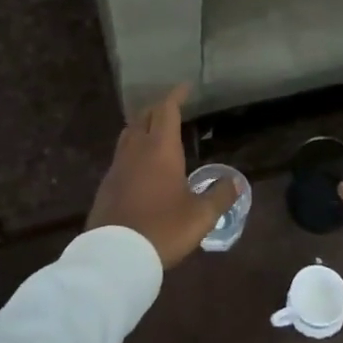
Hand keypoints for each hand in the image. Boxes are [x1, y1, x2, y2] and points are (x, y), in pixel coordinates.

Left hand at [87, 84, 236, 266]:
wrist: (116, 255)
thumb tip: (235, 181)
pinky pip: (121, 155)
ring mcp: (117, 166)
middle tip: (172, 108)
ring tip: (154, 131)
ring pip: (129, 134)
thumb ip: (220, 195)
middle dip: (158, 108)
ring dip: (142, 126)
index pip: (167, 110)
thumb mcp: (201, 216)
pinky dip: (133, 148)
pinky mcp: (107, 184)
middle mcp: (136, 150)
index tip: (185, 87)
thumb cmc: (163, 229)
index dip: (176, 96)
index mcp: (160, 149)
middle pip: (144, 117)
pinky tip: (140, 164)